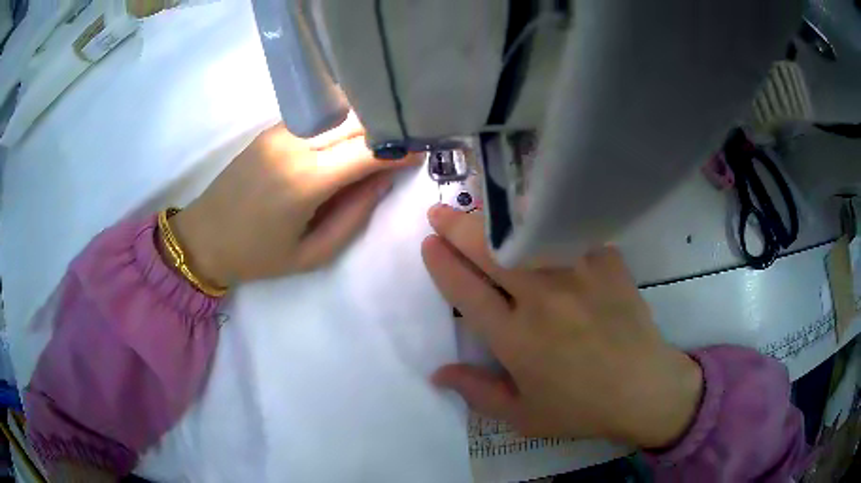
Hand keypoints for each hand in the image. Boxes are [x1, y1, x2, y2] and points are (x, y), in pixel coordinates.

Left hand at [168, 119, 417, 285]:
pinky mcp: (271, 130)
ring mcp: (280, 132)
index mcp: (305, 181)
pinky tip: (346, 140)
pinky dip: (340, 126)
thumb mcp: (312, 253)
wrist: (204, 236)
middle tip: (409, 141)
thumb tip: (383, 180)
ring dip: (364, 125)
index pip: (367, 151)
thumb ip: (354, 216)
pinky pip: (317, 120)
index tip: (423, 149)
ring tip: (383, 139)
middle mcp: (295, 146)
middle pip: (356, 124)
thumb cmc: (258, 256)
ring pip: (338, 116)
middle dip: (387, 130)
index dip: (400, 148)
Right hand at [421, 205, 702, 448]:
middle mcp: (543, 300)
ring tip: (480, 210)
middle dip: (456, 227)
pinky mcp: (606, 261)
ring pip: (527, 232)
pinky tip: (539, 220)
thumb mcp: (523, 415)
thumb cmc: (581, 407)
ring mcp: (578, 275)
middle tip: (439, 212)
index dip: (442, 263)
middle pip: (490, 251)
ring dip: (496, 218)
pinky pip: (570, 232)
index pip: (465, 291)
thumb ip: (478, 393)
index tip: (428, 244)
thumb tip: (438, 373)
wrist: (644, 388)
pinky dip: (547, 223)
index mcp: (516, 339)